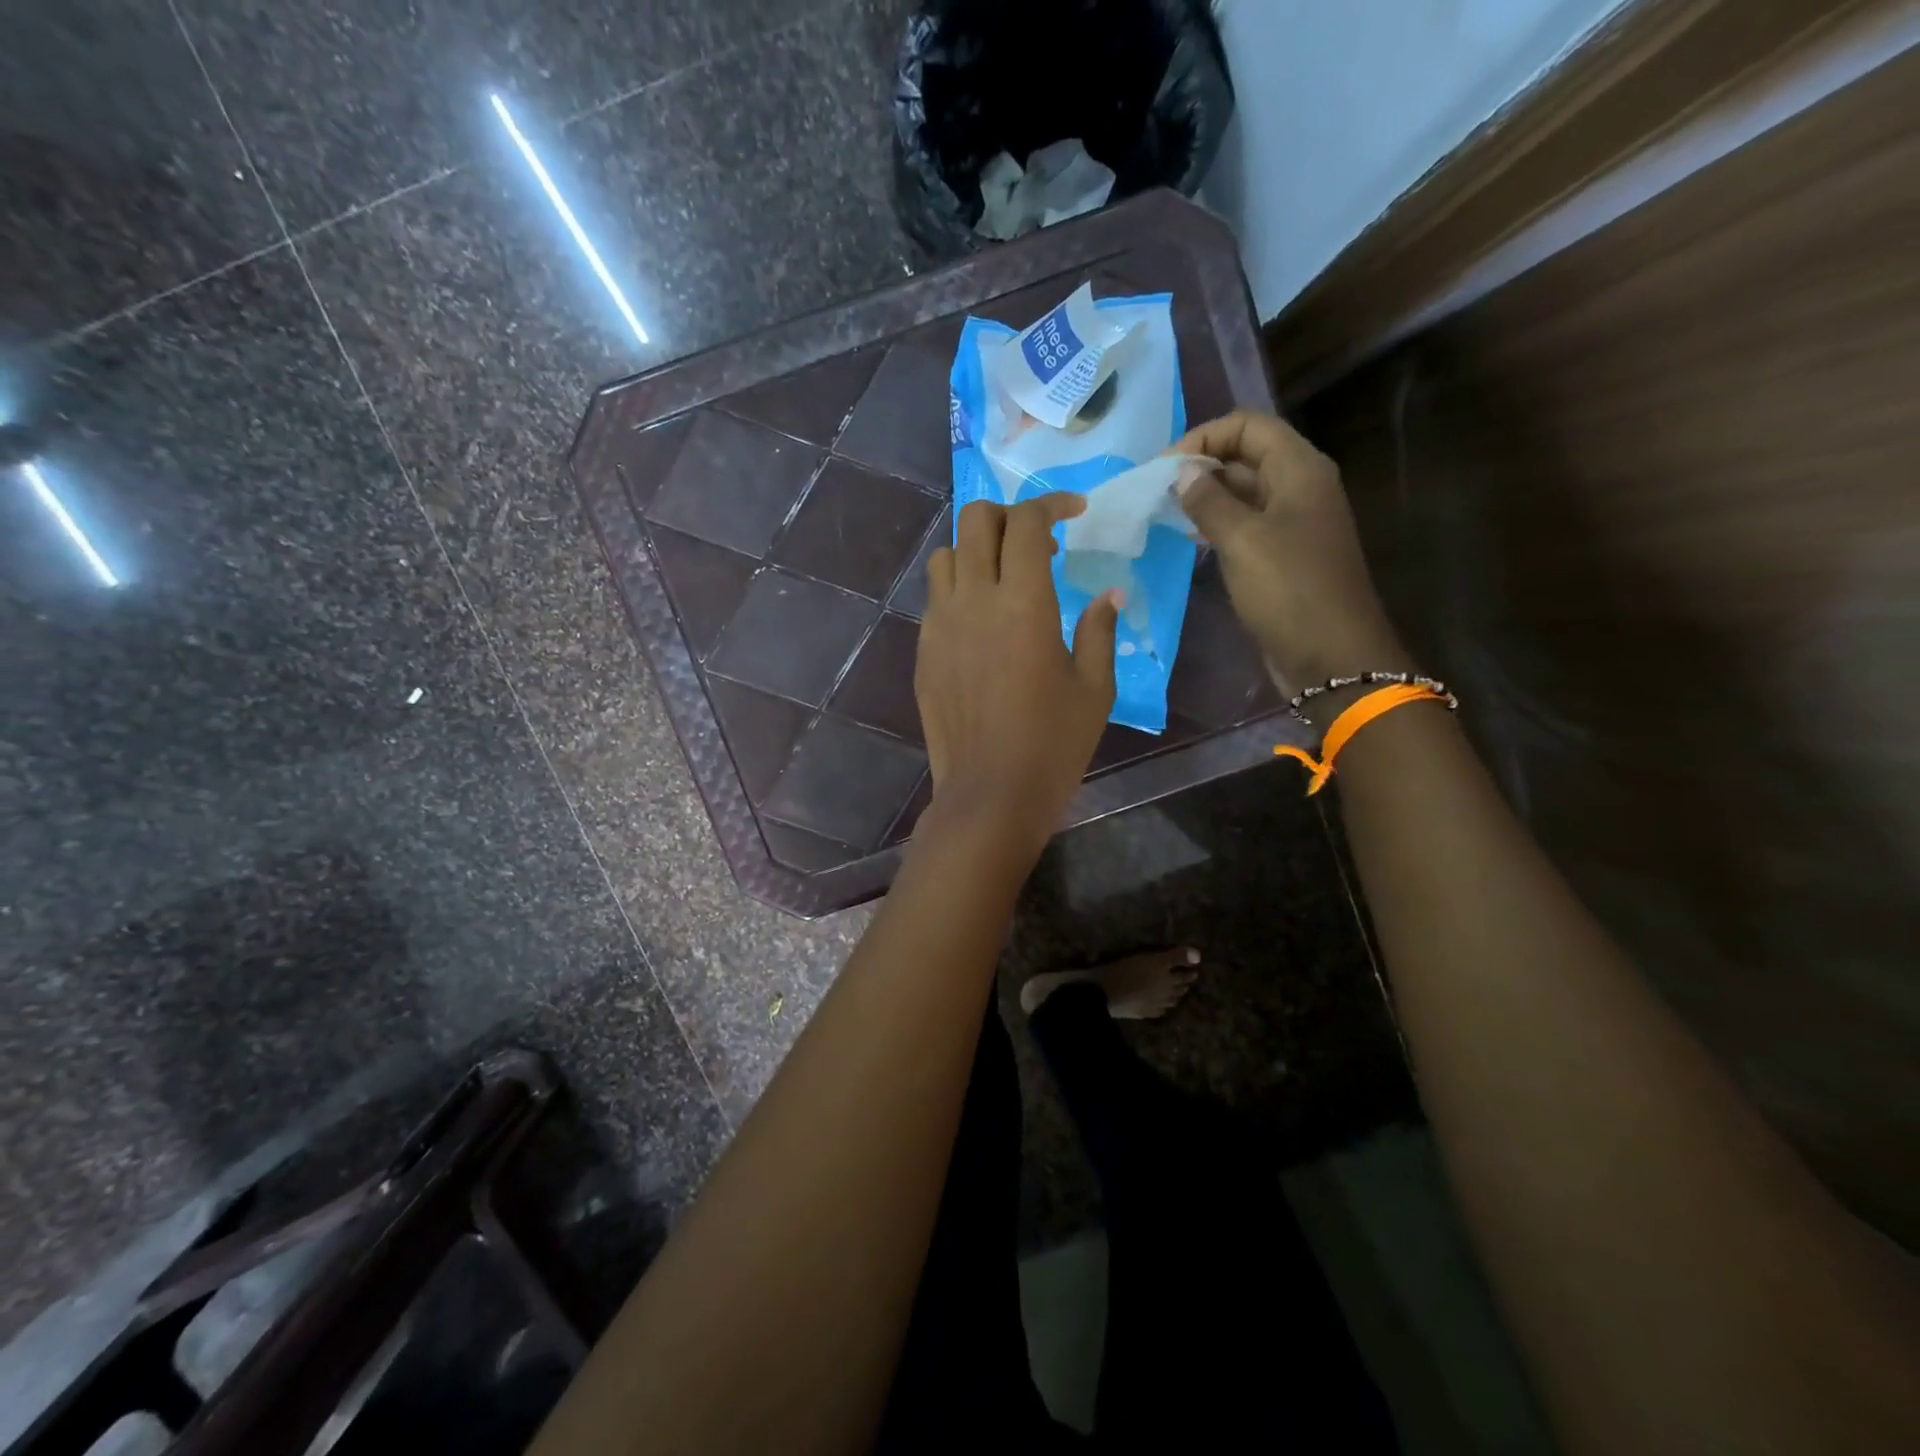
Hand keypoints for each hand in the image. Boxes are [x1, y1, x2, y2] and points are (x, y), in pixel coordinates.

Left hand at [915, 495, 1119, 855]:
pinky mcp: (924, 652)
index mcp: (1024, 604)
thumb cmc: (1053, 744)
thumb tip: (1108, 595)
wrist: (990, 793)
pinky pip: (936, 599)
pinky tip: (981, 622)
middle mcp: (974, 601)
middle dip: (1008, 516)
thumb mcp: (1094, 688)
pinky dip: (959, 589)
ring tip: (1004, 578)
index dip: (1052, 505)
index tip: (1074, 513)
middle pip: (976, 521)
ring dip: (977, 551)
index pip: (1027, 523)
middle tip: (1037, 543)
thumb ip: (1100, 630)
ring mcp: (940, 625)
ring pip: (947, 556)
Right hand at [1171, 411, 1407, 688]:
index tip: (1164, 469)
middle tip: (1154, 493)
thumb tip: (1182, 472)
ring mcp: (1290, 523)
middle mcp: (1298, 488)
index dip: (1204, 437)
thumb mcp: (1243, 540)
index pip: (1248, 426)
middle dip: (1199, 467)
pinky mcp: (1280, 556)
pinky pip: (1244, 526)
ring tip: (1162, 513)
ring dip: (1203, 497)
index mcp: (1299, 470)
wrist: (1330, 656)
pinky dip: (1215, 525)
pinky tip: (1187, 539)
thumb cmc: (1289, 590)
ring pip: (1241, 493)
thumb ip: (1209, 501)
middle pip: (1244, 456)